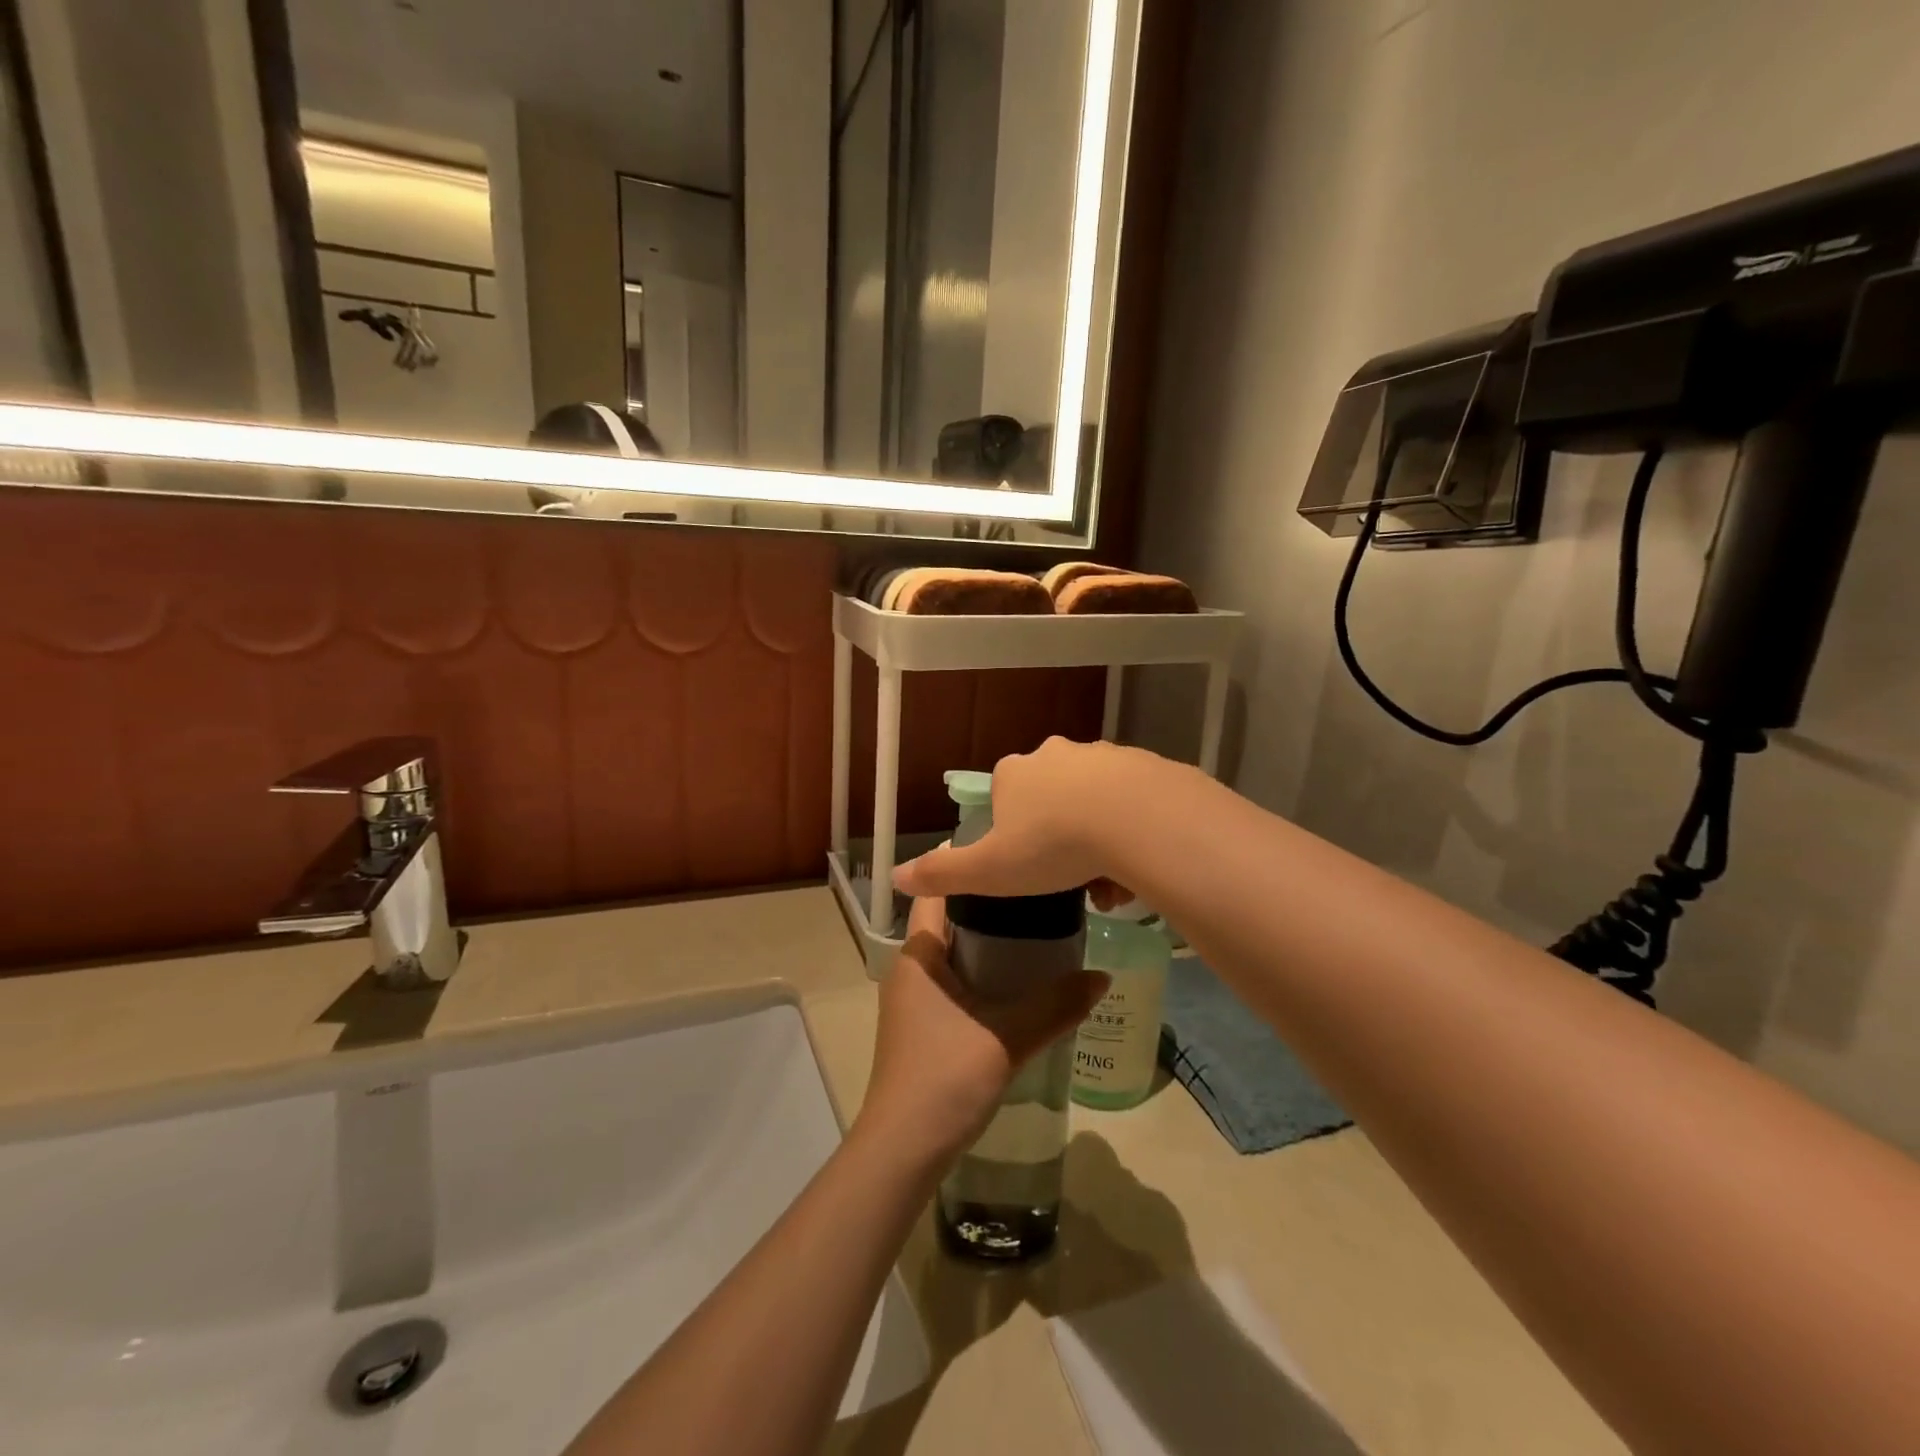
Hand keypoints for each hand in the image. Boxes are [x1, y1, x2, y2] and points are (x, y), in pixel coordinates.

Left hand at [856, 896, 1108, 1167]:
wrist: (903, 1150)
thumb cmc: (945, 1078)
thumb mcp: (1007, 1038)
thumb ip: (1055, 1006)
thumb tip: (1103, 976)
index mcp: (919, 955)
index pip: (938, 892)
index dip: (969, 869)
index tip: (1011, 853)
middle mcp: (911, 969)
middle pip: (952, 921)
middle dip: (993, 908)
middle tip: (1042, 893)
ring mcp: (914, 1000)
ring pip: (956, 955)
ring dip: (992, 945)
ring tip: (1041, 931)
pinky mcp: (923, 1027)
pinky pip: (957, 983)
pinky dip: (986, 976)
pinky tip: (1022, 984)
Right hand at [892, 737, 1144, 905]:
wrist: (1138, 819)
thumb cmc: (1053, 845)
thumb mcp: (990, 870)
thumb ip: (943, 874)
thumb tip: (894, 876)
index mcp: (1014, 773)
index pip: (1004, 798)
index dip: (1013, 834)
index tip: (1029, 864)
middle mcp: (1055, 754)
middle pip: (1050, 799)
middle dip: (1058, 838)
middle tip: (1071, 878)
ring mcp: (1103, 755)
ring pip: (1093, 802)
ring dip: (1096, 839)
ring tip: (1109, 880)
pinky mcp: (1144, 763)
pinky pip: (1130, 801)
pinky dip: (1130, 829)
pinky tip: (1138, 860)